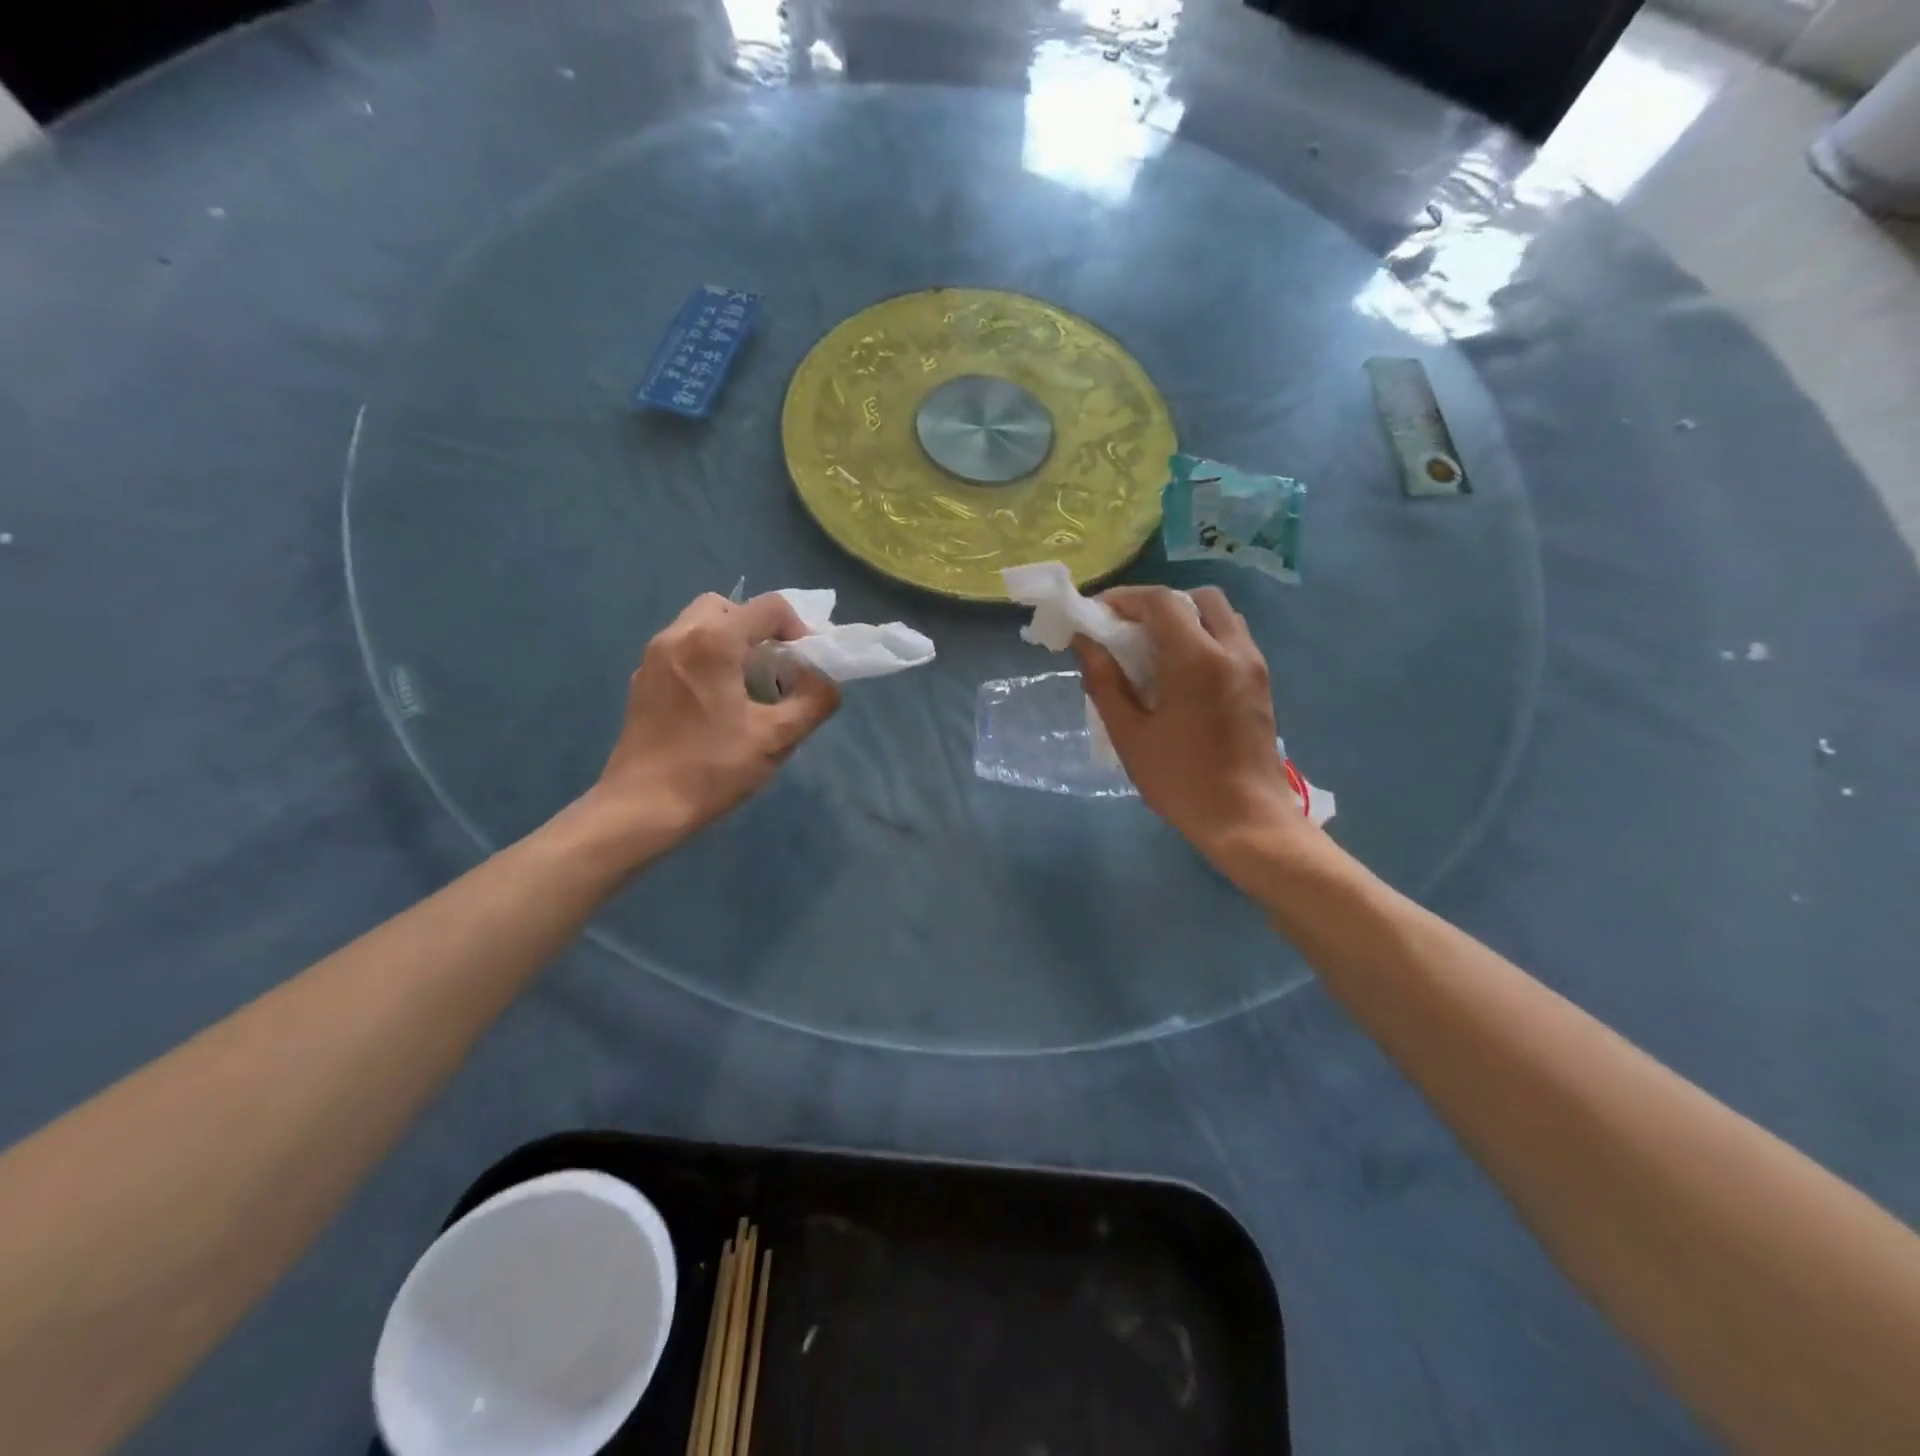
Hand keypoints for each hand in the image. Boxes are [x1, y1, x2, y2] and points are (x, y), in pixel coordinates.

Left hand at [586, 592, 839, 851]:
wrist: (642, 807)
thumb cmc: (712, 768)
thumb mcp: (777, 738)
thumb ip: (813, 701)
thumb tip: (827, 682)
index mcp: (713, 641)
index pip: (769, 607)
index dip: (798, 628)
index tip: (805, 664)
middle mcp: (678, 635)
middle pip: (729, 607)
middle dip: (759, 629)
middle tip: (775, 666)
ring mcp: (653, 656)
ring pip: (700, 625)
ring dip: (731, 642)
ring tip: (747, 685)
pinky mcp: (641, 680)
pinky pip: (681, 649)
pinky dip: (706, 658)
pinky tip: (716, 702)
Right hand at [1074, 586, 1310, 870]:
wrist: (1247, 820)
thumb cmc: (1181, 780)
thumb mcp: (1130, 735)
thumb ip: (1105, 683)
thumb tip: (1085, 645)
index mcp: (1197, 660)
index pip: (1160, 602)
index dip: (1124, 599)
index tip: (1096, 613)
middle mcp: (1232, 650)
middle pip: (1197, 598)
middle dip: (1158, 603)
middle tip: (1128, 628)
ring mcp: (1253, 665)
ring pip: (1220, 616)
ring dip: (1185, 618)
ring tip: (1153, 648)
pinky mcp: (1261, 683)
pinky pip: (1232, 639)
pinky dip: (1204, 637)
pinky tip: (1181, 672)